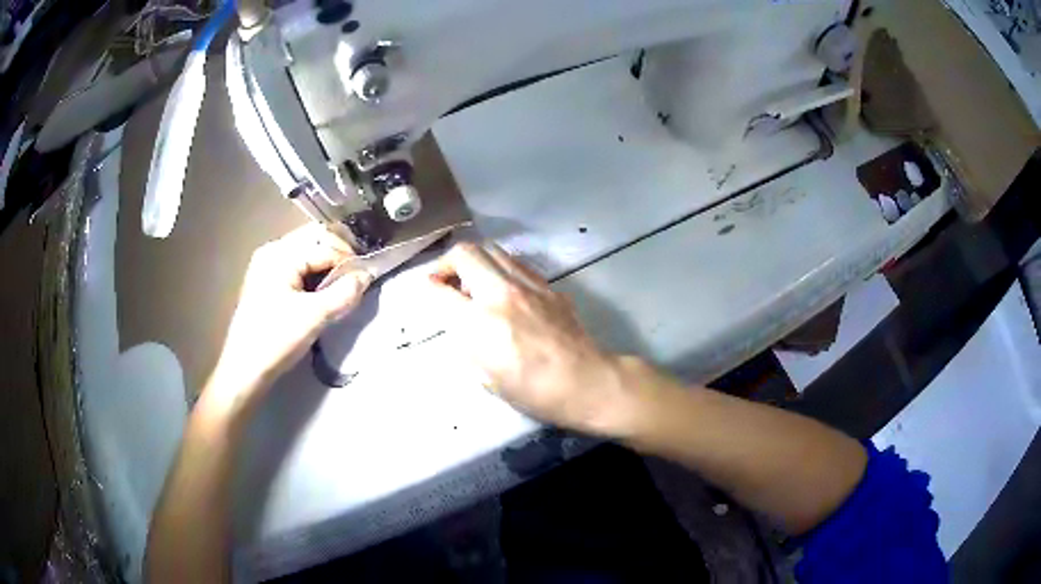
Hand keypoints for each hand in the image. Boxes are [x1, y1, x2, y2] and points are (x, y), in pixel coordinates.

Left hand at [211, 224, 371, 405]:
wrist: (244, 370)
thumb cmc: (276, 339)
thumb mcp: (314, 317)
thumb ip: (344, 293)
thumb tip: (367, 275)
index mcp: (281, 254)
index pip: (325, 245)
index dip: (349, 259)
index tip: (367, 278)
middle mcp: (272, 251)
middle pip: (314, 237)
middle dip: (339, 251)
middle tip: (358, 273)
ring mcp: (266, 265)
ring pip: (306, 250)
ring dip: (327, 260)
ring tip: (344, 281)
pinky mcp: (266, 281)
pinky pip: (297, 264)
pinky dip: (314, 270)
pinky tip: (324, 287)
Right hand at [427, 243, 633, 434]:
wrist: (584, 381)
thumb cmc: (533, 391)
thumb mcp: (486, 376)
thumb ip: (466, 341)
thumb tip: (458, 319)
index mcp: (480, 323)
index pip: (440, 289)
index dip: (427, 287)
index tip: (427, 290)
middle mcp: (501, 293)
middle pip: (465, 253)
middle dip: (447, 263)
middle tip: (447, 281)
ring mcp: (527, 285)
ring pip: (491, 249)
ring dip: (475, 260)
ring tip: (474, 281)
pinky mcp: (547, 285)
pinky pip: (515, 262)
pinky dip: (499, 267)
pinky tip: (502, 287)